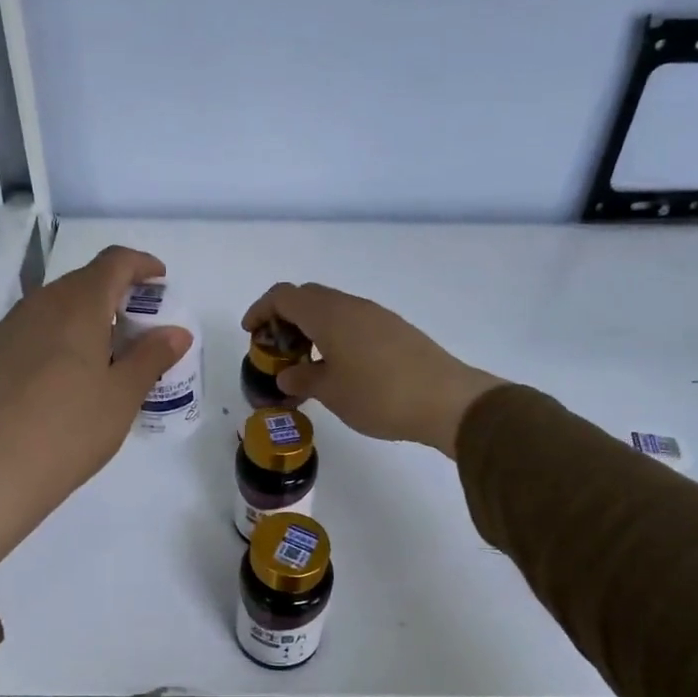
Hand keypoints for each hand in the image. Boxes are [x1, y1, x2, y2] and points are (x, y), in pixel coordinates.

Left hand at [0, 246, 190, 567]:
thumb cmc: (69, 430)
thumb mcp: (122, 396)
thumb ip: (152, 356)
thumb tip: (176, 332)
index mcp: (77, 305)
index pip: (113, 262)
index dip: (141, 265)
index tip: (161, 280)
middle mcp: (40, 304)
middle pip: (84, 281)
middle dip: (117, 293)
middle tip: (141, 326)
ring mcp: (10, 328)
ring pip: (57, 305)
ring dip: (88, 315)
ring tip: (108, 353)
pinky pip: (37, 328)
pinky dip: (62, 335)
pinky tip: (70, 374)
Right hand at [240, 283, 503, 457]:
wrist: (446, 400)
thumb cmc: (379, 395)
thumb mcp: (331, 392)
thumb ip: (303, 378)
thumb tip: (287, 373)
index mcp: (328, 314)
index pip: (284, 296)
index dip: (261, 310)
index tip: (251, 332)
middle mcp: (351, 306)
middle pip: (307, 297)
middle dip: (285, 319)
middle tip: (277, 350)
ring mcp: (376, 316)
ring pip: (331, 309)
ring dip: (311, 328)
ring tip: (305, 363)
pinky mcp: (395, 330)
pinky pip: (352, 322)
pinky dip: (334, 335)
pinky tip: (338, 367)